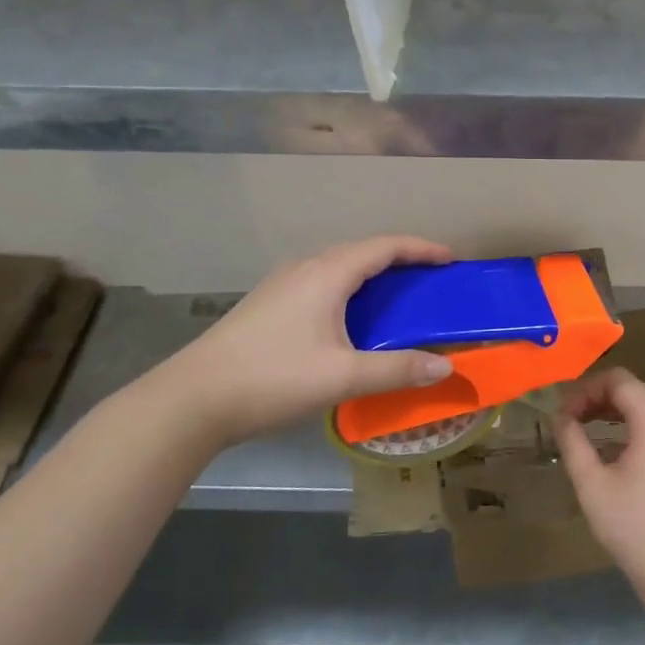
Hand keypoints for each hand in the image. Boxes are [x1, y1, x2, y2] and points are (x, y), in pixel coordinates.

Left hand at [139, 235, 456, 451]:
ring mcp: (282, 283)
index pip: (385, 246)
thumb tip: (446, 366)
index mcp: (327, 273)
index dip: (421, 248)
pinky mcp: (268, 302)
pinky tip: (350, 318)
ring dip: (372, 274)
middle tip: (429, 280)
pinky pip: (321, 281)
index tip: (451, 259)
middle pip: (362, 251)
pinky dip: (349, 288)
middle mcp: (305, 267)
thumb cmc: (273, 379)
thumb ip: (397, 370)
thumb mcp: (342, 377)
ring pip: (338, 265)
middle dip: (400, 259)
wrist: (193, 398)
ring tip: (396, 296)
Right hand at [555, 368, 644, 600]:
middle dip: (602, 398)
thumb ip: (573, 442)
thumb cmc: (635, 529)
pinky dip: (643, 428)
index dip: (587, 389)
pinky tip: (622, 455)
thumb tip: (560, 416)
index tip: (565, 413)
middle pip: (638, 390)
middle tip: (574, 420)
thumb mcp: (592, 485)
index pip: (620, 380)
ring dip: (622, 412)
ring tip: (593, 433)